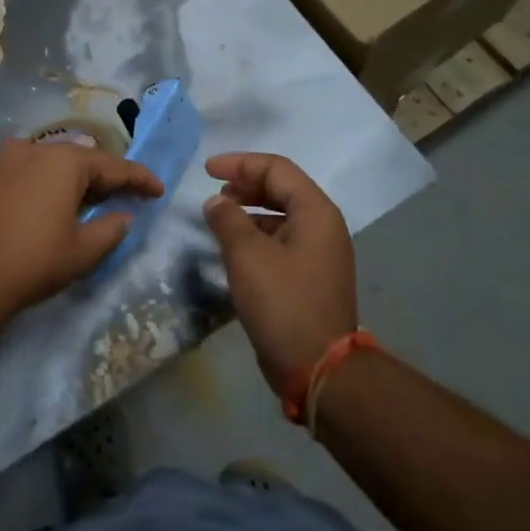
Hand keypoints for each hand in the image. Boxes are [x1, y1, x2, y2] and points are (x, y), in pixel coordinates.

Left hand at [0, 139, 163, 327]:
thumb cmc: (33, 261)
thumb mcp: (83, 250)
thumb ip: (111, 228)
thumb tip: (122, 216)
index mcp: (64, 160)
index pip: (113, 165)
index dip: (139, 179)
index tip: (158, 190)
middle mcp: (35, 148)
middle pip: (81, 159)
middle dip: (105, 177)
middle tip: (125, 197)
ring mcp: (5, 159)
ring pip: (52, 163)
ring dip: (74, 179)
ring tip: (90, 201)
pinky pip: (28, 172)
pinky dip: (47, 183)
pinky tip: (53, 203)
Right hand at [201, 153, 357, 395]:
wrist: (317, 366)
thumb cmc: (283, 302)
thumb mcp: (247, 256)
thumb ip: (228, 220)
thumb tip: (216, 203)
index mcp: (316, 212)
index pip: (277, 169)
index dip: (240, 164)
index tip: (206, 170)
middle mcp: (323, 227)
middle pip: (282, 190)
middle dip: (246, 186)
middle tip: (214, 192)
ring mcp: (319, 254)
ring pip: (281, 218)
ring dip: (249, 212)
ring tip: (219, 219)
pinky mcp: (310, 278)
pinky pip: (281, 243)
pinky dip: (256, 237)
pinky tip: (233, 250)